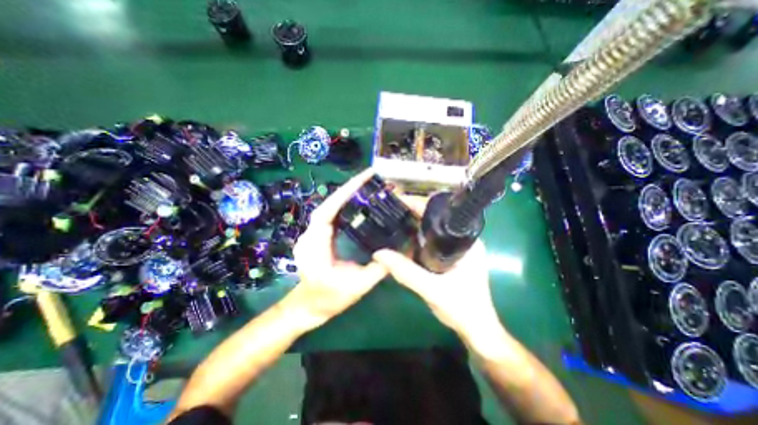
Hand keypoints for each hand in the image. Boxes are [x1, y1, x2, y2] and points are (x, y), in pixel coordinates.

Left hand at [284, 167, 390, 330]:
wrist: (308, 307)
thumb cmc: (328, 299)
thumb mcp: (357, 287)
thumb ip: (377, 270)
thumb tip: (396, 253)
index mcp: (316, 246)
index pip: (328, 211)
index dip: (344, 193)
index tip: (363, 178)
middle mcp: (310, 235)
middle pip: (328, 204)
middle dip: (348, 189)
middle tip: (370, 178)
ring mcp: (312, 234)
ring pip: (329, 207)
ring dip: (346, 195)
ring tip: (366, 185)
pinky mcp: (317, 235)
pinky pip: (331, 215)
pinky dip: (343, 205)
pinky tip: (356, 202)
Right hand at [373, 196, 498, 338]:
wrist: (476, 330)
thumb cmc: (462, 309)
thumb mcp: (431, 289)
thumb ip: (405, 272)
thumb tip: (378, 254)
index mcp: (467, 241)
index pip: (442, 213)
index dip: (419, 205)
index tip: (399, 201)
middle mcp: (464, 240)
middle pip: (436, 219)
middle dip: (414, 213)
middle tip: (392, 210)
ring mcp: (458, 249)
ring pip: (433, 230)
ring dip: (415, 225)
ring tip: (394, 220)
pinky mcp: (452, 257)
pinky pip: (432, 241)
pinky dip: (418, 239)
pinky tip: (404, 239)